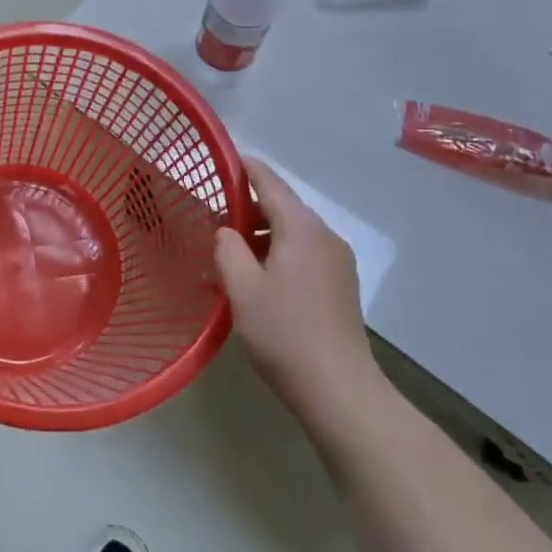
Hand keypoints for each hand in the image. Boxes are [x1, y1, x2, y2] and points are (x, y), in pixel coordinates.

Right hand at [214, 158, 380, 424]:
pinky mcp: (340, 285)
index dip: (242, 166)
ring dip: (260, 236)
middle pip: (281, 206)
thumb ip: (227, 248)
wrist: (340, 392)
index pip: (268, 181)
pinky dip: (277, 255)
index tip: (217, 159)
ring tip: (228, 256)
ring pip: (292, 232)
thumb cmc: (284, 334)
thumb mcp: (242, 289)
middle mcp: (325, 236)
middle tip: (210, 218)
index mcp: (302, 229)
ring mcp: (337, 262)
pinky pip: (303, 254)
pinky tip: (256, 280)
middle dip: (246, 207)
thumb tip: (226, 231)